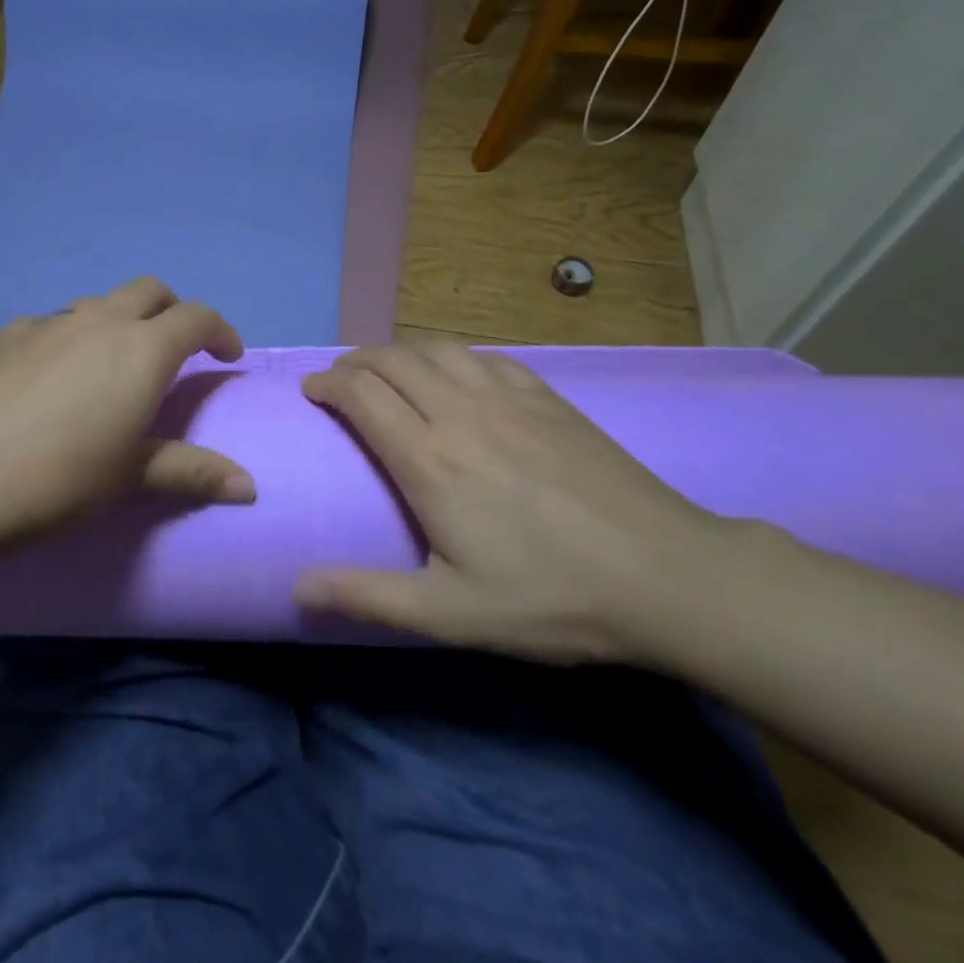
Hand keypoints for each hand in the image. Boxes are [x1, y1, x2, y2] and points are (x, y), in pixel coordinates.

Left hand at [0, 278, 254, 565]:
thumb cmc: (57, 479)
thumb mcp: (130, 476)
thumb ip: (192, 472)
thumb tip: (250, 488)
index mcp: (141, 349)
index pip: (196, 318)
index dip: (220, 331)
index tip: (228, 355)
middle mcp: (98, 322)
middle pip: (150, 291)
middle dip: (173, 311)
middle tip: (177, 349)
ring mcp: (47, 324)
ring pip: (99, 303)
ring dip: (121, 320)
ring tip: (115, 363)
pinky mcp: (4, 337)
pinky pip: (52, 323)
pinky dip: (71, 335)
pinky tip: (53, 373)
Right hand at [297, 343, 736, 662]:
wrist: (666, 575)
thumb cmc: (551, 596)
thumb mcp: (451, 613)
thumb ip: (368, 595)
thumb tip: (297, 587)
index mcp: (430, 459)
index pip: (362, 395)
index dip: (329, 385)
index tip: (311, 390)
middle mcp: (462, 412)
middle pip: (393, 361)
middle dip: (355, 361)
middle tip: (339, 378)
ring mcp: (509, 397)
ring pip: (437, 349)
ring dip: (400, 351)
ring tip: (386, 368)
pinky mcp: (547, 397)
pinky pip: (485, 356)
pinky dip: (452, 355)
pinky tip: (455, 372)